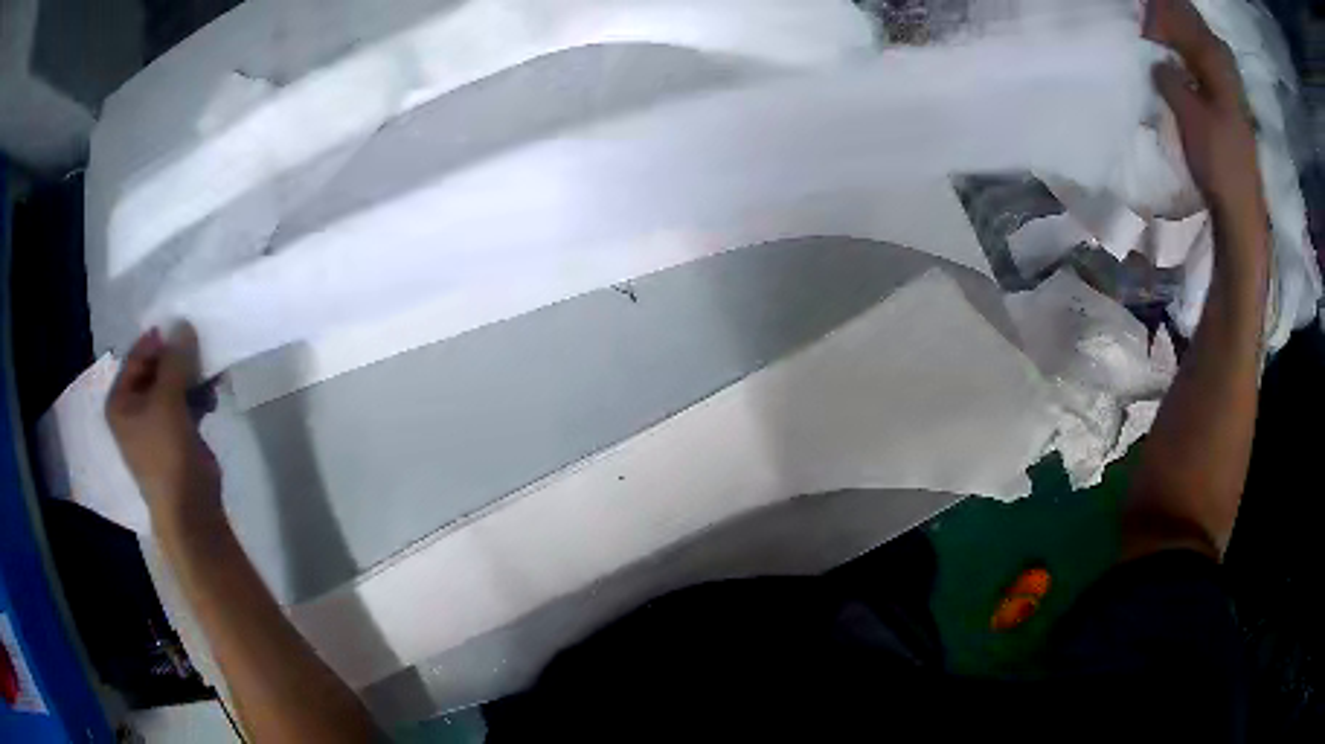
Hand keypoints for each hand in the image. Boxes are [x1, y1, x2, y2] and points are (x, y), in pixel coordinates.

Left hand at [106, 324, 221, 528]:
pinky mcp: (177, 433)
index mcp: (121, 401)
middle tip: (199, 346)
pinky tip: (214, 393)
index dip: (158, 340)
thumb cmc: (166, 453)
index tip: (182, 328)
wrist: (190, 508)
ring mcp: (156, 422)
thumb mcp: (166, 402)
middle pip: (156, 368)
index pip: (137, 356)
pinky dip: (199, 394)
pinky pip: (186, 402)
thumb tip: (184, 324)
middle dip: (178, 357)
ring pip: (173, 384)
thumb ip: (174, 361)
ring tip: (211, 371)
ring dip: (191, 375)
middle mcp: (134, 408)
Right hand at [1146, 0, 1266, 232]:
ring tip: (1159, 40)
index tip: (1139, 18)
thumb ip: (1170, 80)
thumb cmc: (1218, 161)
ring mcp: (1231, 89)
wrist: (1242, 209)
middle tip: (1148, 25)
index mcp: (1218, 64)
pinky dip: (1192, 59)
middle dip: (1172, 21)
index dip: (1161, 14)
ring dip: (1182, 40)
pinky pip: (1208, 66)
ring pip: (1203, 46)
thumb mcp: (1189, 115)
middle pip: (1196, 28)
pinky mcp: (1231, 107)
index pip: (1185, 20)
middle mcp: (1227, 69)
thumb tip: (1157, 63)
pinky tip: (1180, 65)